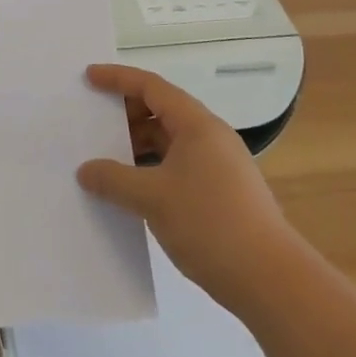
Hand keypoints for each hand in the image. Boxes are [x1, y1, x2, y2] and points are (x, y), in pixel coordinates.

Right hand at [77, 63, 295, 312]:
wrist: (270, 280)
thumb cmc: (210, 223)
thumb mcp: (152, 198)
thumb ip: (114, 179)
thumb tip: (86, 171)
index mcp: (197, 125)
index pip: (152, 87)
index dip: (118, 78)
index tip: (89, 77)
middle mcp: (210, 138)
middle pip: (162, 111)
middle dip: (126, 113)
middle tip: (92, 122)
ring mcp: (218, 166)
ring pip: (169, 142)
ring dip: (137, 146)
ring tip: (105, 159)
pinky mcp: (220, 193)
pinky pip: (177, 167)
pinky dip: (151, 169)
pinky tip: (131, 191)